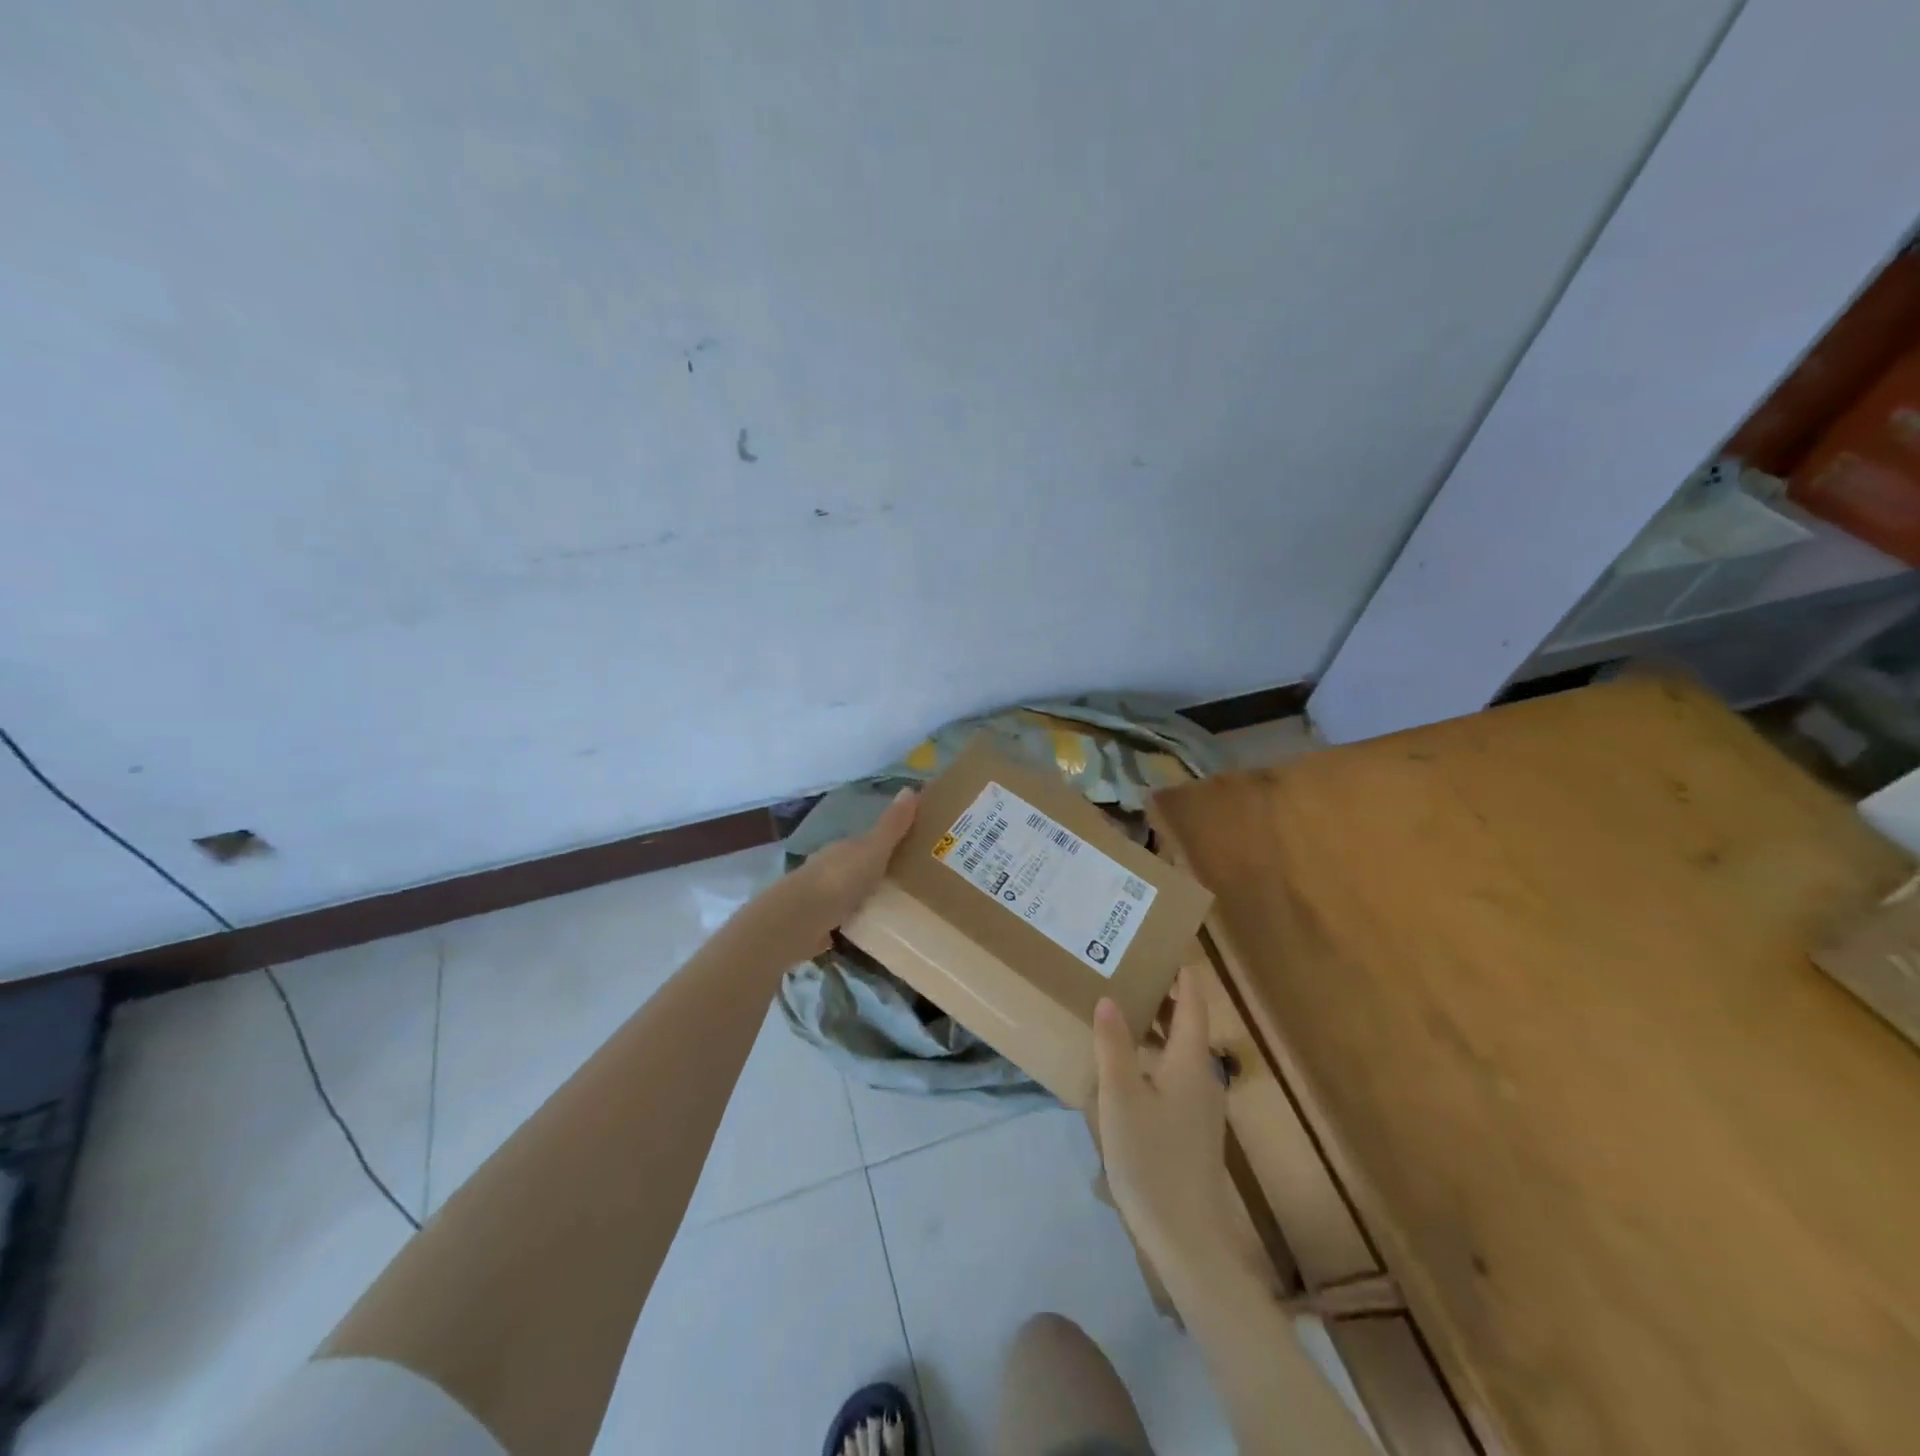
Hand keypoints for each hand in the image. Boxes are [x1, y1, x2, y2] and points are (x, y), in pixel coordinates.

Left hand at [785, 789, 917, 949]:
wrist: (800, 920)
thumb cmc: (840, 878)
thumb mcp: (873, 849)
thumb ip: (892, 825)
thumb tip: (910, 788)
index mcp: (844, 848)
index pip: (869, 841)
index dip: (890, 843)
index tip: (915, 851)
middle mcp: (831, 868)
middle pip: (861, 867)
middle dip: (881, 873)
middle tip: (916, 883)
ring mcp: (823, 898)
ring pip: (853, 894)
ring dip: (870, 898)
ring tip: (902, 910)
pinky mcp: (820, 926)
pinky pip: (846, 920)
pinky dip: (859, 922)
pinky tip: (876, 930)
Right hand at [1092, 969, 1240, 1274]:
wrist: (1187, 1236)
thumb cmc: (1151, 1158)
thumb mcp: (1121, 1096)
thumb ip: (1114, 1045)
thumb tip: (1110, 999)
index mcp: (1192, 1059)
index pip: (1193, 1000)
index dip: (1182, 971)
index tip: (1163, 944)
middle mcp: (1203, 1075)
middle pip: (1188, 1022)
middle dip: (1163, 995)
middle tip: (1127, 970)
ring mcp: (1200, 1103)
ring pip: (1181, 1049)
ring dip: (1157, 1026)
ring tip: (1121, 1009)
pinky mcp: (1192, 1126)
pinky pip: (1175, 1073)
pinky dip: (1155, 1054)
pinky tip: (1126, 1065)